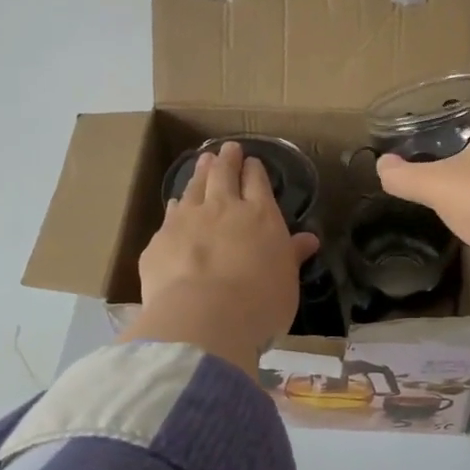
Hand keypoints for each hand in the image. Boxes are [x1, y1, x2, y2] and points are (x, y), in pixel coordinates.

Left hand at [118, 141, 320, 374]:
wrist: (203, 319)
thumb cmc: (259, 304)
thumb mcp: (287, 282)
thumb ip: (292, 256)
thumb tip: (309, 239)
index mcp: (260, 217)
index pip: (257, 183)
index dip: (254, 170)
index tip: (252, 162)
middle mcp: (223, 209)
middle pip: (223, 175)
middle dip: (227, 160)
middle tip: (227, 149)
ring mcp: (187, 220)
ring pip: (194, 188)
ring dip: (200, 173)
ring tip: (203, 162)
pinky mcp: (160, 241)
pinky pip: (170, 215)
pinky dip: (176, 206)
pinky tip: (175, 205)